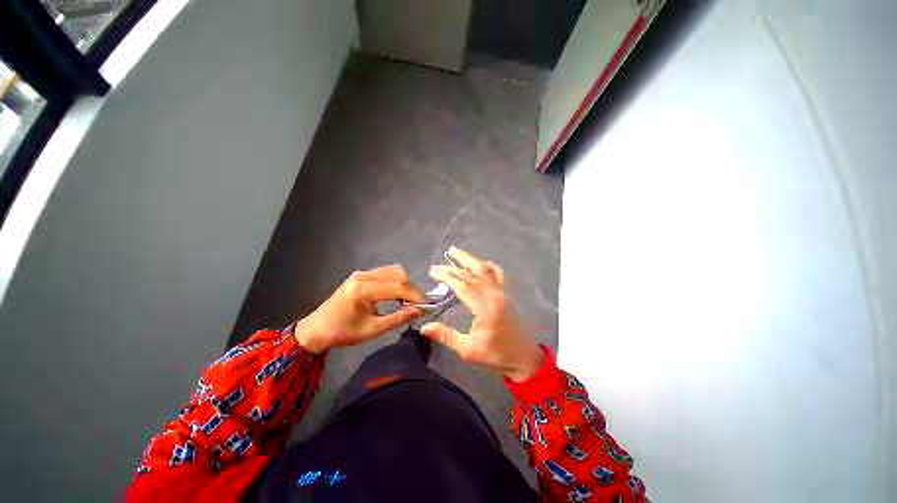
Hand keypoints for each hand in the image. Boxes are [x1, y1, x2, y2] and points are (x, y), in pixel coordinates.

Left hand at [295, 265, 425, 352]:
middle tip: (416, 305)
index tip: (426, 305)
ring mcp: (362, 273)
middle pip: (398, 274)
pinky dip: (396, 281)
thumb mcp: (373, 329)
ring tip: (407, 301)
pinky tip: (396, 294)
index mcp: (363, 289)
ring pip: (393, 271)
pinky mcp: (362, 274)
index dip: (415, 295)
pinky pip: (386, 272)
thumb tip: (420, 310)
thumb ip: (399, 318)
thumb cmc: (343, 333)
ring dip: (404, 284)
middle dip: (411, 289)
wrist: (317, 329)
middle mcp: (363, 275)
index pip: (397, 287)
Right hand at [421, 247, 544, 381]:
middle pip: (471, 274)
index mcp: (484, 308)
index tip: (433, 272)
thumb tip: (424, 327)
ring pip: (484, 269)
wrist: (524, 357)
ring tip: (454, 251)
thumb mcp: (469, 350)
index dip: (446, 276)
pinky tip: (480, 263)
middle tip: (437, 265)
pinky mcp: (505, 293)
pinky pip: (497, 273)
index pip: (461, 285)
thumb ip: (446, 336)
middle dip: (452, 267)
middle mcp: (493, 294)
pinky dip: (488, 265)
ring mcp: (501, 292)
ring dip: (468, 259)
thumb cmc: (496, 355)